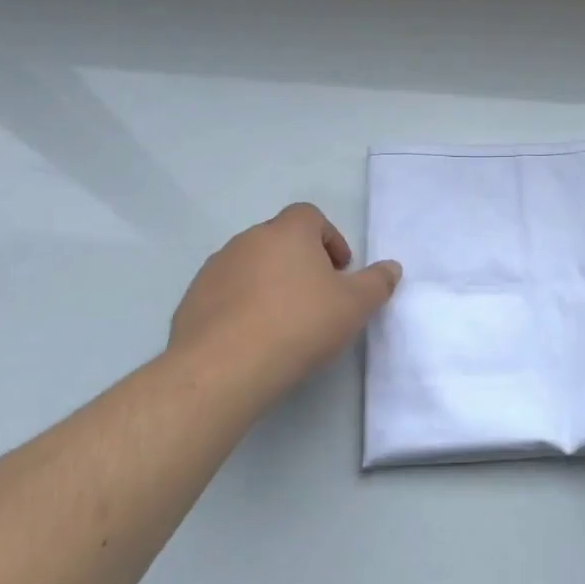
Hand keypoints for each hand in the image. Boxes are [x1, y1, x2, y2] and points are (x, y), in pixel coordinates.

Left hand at [167, 203, 400, 409]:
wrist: (224, 367)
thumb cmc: (299, 324)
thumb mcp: (355, 306)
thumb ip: (377, 283)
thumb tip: (392, 267)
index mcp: (287, 232)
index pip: (310, 216)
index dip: (329, 238)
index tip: (340, 271)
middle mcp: (248, 240)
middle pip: (280, 240)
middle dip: (301, 262)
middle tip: (317, 297)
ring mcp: (215, 269)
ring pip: (251, 266)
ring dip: (269, 283)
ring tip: (284, 322)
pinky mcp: (192, 300)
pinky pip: (226, 294)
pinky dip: (242, 306)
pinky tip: (253, 339)